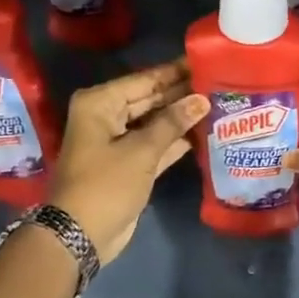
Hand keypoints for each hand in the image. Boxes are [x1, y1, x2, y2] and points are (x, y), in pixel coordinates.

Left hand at [48, 60, 208, 263]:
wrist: (80, 236)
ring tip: (218, 103)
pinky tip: (203, 132)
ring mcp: (117, 141)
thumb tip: (202, 99)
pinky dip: (175, 140)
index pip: (145, 79)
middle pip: (150, 98)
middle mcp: (106, 116)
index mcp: (100, 103)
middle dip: (181, 94)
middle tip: (219, 83)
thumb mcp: (141, 151)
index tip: (206, 60)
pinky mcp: (128, 164)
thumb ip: (173, 122)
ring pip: (154, 122)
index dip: (176, 72)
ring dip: (181, 117)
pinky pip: (155, 144)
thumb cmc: (106, 185)